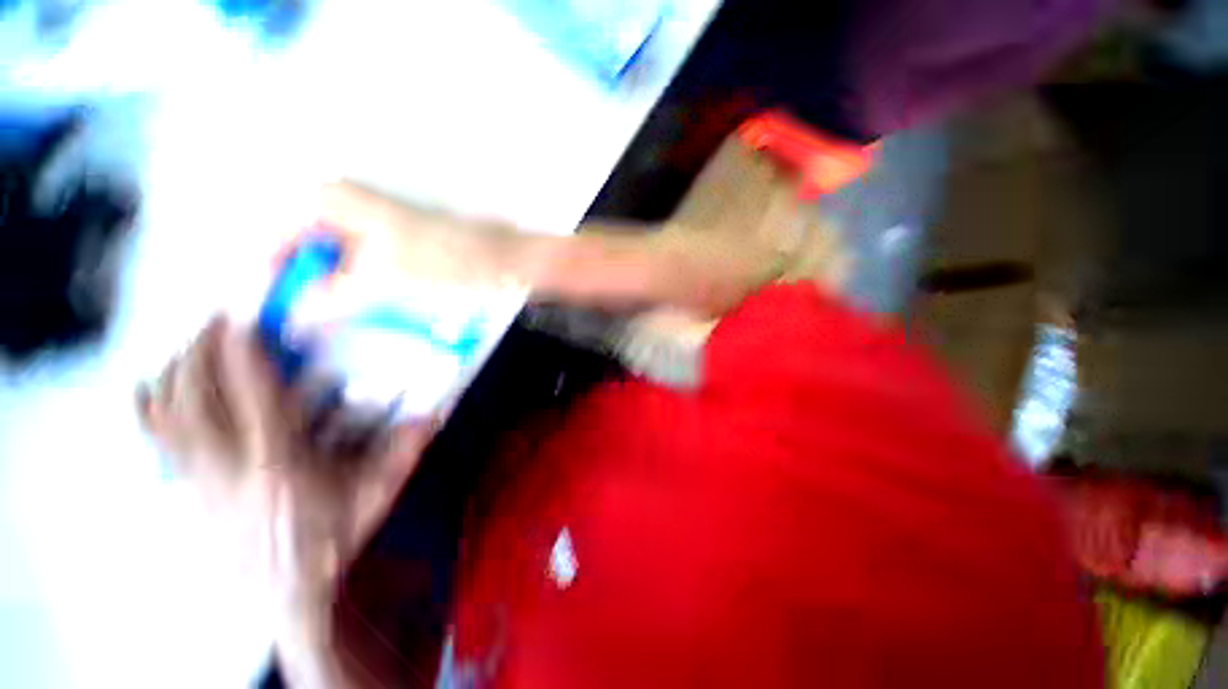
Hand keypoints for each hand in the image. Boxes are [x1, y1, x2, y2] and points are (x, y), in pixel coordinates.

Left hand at [137, 317, 433, 610]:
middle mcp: (228, 463)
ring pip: (168, 410)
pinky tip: (153, 385)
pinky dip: (149, 403)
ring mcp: (198, 477)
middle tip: (218, 318)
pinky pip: (154, 437)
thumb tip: (437, 411)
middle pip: (196, 392)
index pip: (252, 390)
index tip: (242, 311)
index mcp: (279, 460)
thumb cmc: (332, 535)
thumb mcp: (377, 493)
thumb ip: (404, 449)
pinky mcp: (185, 487)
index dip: (241, 346)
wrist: (285, 589)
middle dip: (201, 346)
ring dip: (176, 367)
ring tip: (194, 343)